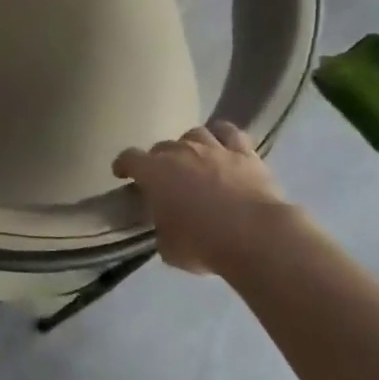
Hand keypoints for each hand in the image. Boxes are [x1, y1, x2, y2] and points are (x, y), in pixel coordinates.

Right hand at [113, 122, 287, 274]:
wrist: (255, 236)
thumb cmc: (202, 244)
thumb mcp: (168, 247)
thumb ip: (162, 230)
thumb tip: (167, 226)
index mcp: (154, 173)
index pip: (129, 158)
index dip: (123, 165)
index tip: (122, 174)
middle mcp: (181, 152)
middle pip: (162, 146)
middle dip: (158, 160)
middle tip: (164, 178)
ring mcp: (214, 148)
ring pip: (195, 134)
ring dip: (189, 145)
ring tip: (192, 159)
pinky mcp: (244, 153)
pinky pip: (229, 132)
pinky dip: (222, 136)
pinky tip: (222, 145)